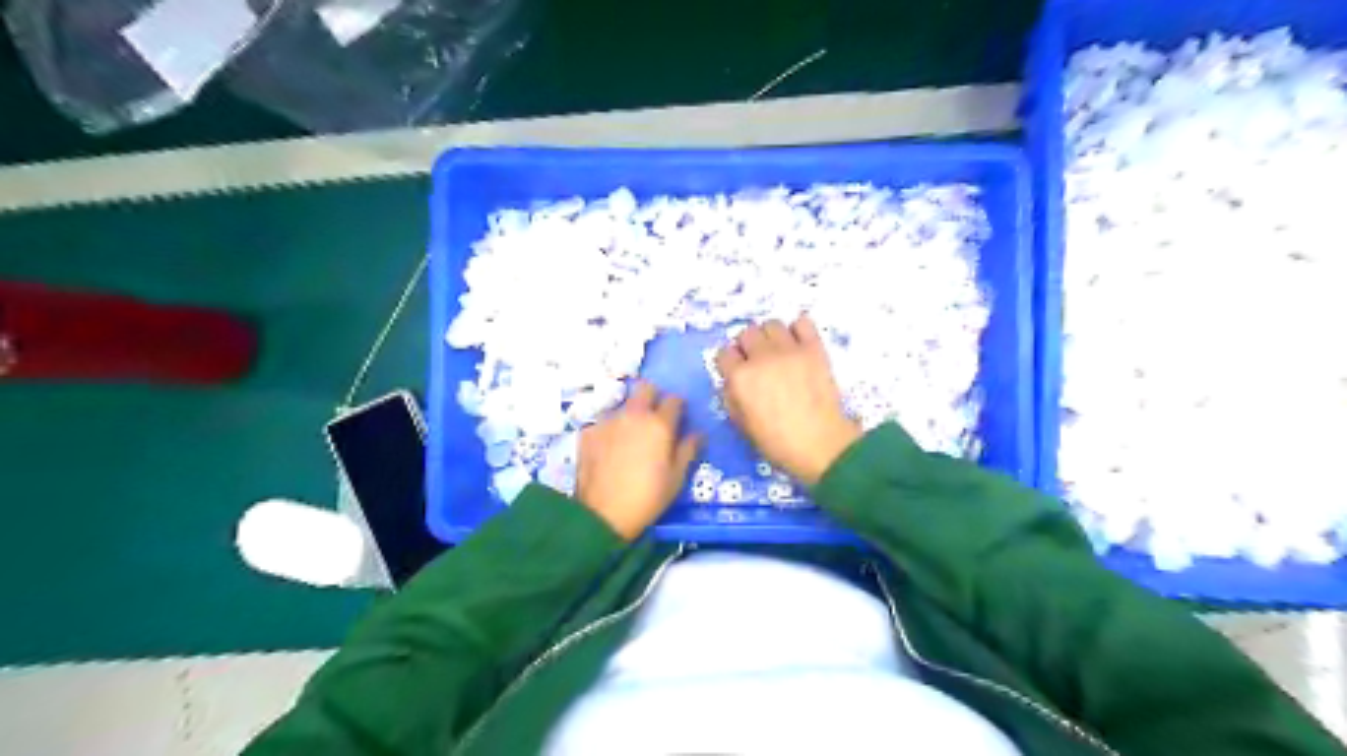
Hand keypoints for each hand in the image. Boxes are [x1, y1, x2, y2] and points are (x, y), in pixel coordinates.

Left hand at [579, 384, 704, 535]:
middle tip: (654, 418)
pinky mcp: (588, 432)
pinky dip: (610, 431)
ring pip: (623, 405)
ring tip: (629, 438)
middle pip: (645, 388)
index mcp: (659, 424)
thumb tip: (698, 434)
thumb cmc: (648, 497)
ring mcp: (608, 421)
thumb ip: (688, 450)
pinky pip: (604, 423)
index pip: (674, 399)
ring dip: (630, 415)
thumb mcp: (676, 478)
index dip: (678, 407)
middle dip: (652, 397)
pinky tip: (609, 450)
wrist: (603, 514)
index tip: (678, 418)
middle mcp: (633, 415)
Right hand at [716, 317, 861, 487]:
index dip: (729, 363)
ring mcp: (789, 350)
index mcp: (740, 378)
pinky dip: (798, 329)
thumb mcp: (742, 425)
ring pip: (771, 324)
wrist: (821, 445)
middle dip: (748, 346)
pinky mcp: (814, 348)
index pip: (724, 353)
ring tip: (778, 351)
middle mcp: (761, 357)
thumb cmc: (777, 443)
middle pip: (746, 333)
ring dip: (771, 336)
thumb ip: (731, 397)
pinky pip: (802, 322)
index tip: (736, 371)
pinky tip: (798, 344)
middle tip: (758, 361)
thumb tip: (733, 381)